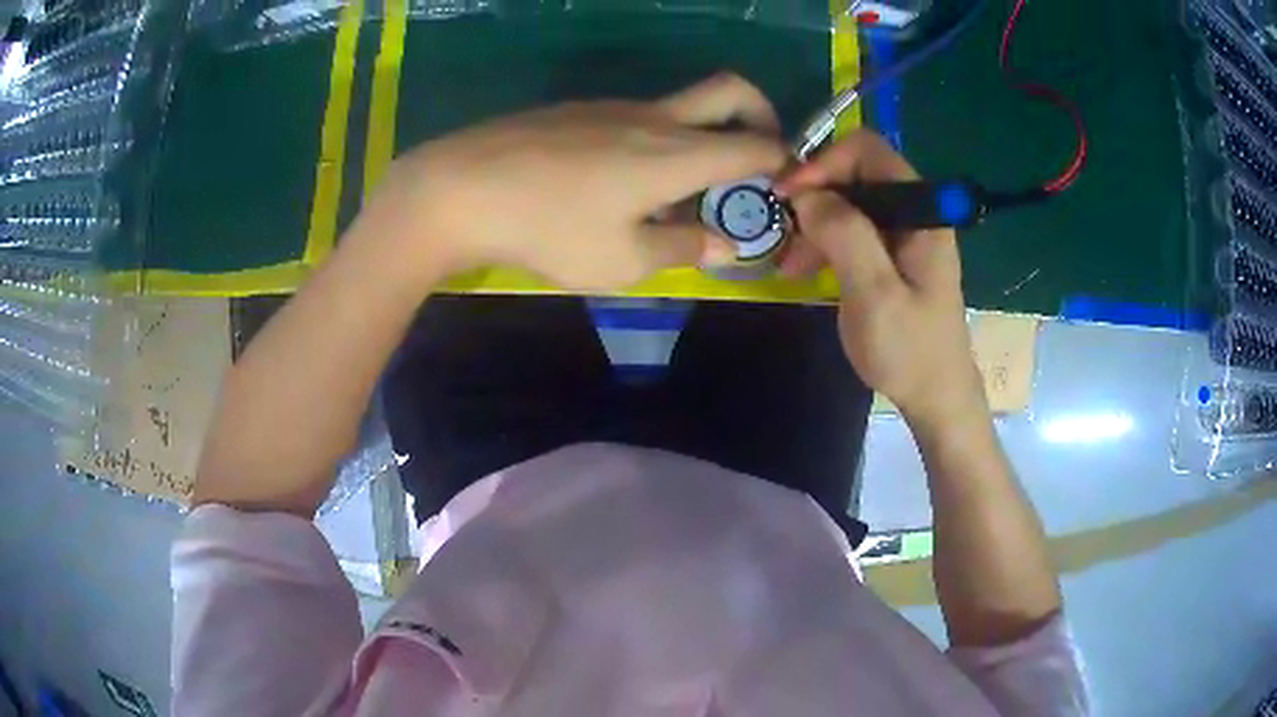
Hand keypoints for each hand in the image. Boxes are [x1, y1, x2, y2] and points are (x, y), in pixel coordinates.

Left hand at [365, 73, 787, 290]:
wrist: (462, 188)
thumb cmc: (549, 229)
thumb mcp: (622, 260)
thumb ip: (682, 249)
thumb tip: (725, 245)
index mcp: (677, 153)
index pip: (757, 144)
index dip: (784, 163)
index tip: (785, 188)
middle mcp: (655, 118)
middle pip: (731, 90)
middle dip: (762, 115)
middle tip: (757, 155)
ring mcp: (614, 107)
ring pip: (682, 106)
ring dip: (702, 136)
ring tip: (677, 193)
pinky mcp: (580, 110)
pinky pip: (638, 117)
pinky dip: (657, 140)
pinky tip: (621, 182)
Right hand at [775, 131, 983, 424]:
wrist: (936, 398)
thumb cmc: (909, 350)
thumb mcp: (874, 293)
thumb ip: (845, 234)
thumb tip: (806, 193)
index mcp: (921, 212)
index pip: (868, 151)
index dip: (824, 162)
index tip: (789, 196)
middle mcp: (914, 212)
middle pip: (855, 173)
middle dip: (814, 195)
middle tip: (782, 229)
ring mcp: (903, 234)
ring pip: (849, 202)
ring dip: (814, 223)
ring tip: (788, 263)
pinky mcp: (891, 256)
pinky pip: (852, 230)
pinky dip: (824, 243)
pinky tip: (803, 270)